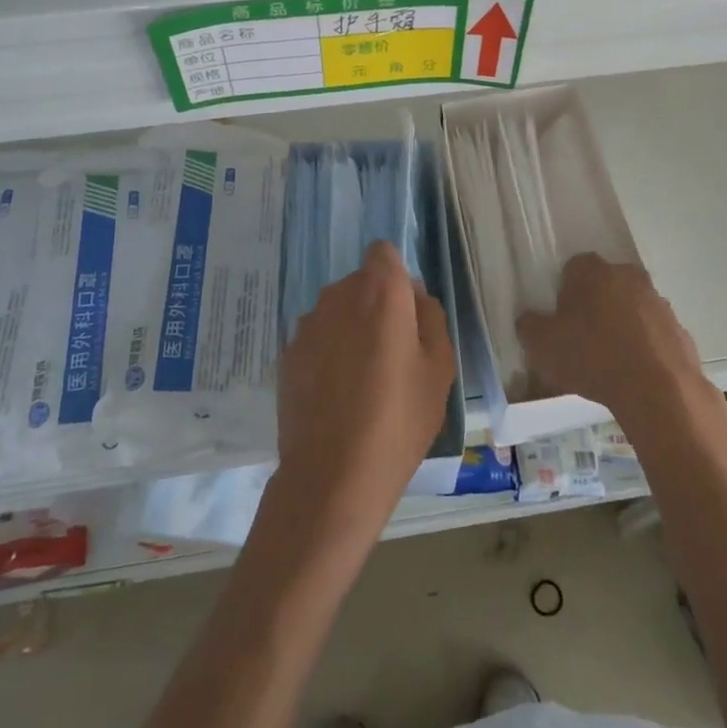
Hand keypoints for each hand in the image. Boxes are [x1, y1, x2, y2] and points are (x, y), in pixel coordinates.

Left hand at [274, 241, 455, 543]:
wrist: (332, 475)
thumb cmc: (398, 420)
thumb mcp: (439, 370)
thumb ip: (431, 318)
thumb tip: (415, 296)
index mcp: (381, 292)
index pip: (384, 253)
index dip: (396, 276)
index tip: (405, 312)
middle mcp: (339, 295)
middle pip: (360, 282)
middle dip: (376, 304)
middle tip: (392, 353)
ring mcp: (308, 323)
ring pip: (337, 310)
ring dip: (350, 328)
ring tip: (362, 379)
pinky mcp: (287, 352)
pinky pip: (317, 337)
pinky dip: (328, 352)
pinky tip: (336, 394)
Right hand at [518, 253, 704, 426]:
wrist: (659, 391)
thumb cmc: (593, 357)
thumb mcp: (542, 345)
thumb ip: (529, 326)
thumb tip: (529, 319)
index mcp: (594, 272)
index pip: (574, 267)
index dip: (565, 290)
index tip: (560, 316)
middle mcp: (629, 277)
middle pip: (606, 284)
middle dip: (595, 304)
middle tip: (582, 337)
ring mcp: (659, 303)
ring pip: (632, 308)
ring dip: (622, 325)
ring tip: (609, 361)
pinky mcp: (679, 331)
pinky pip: (654, 334)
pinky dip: (644, 347)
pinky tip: (634, 373)